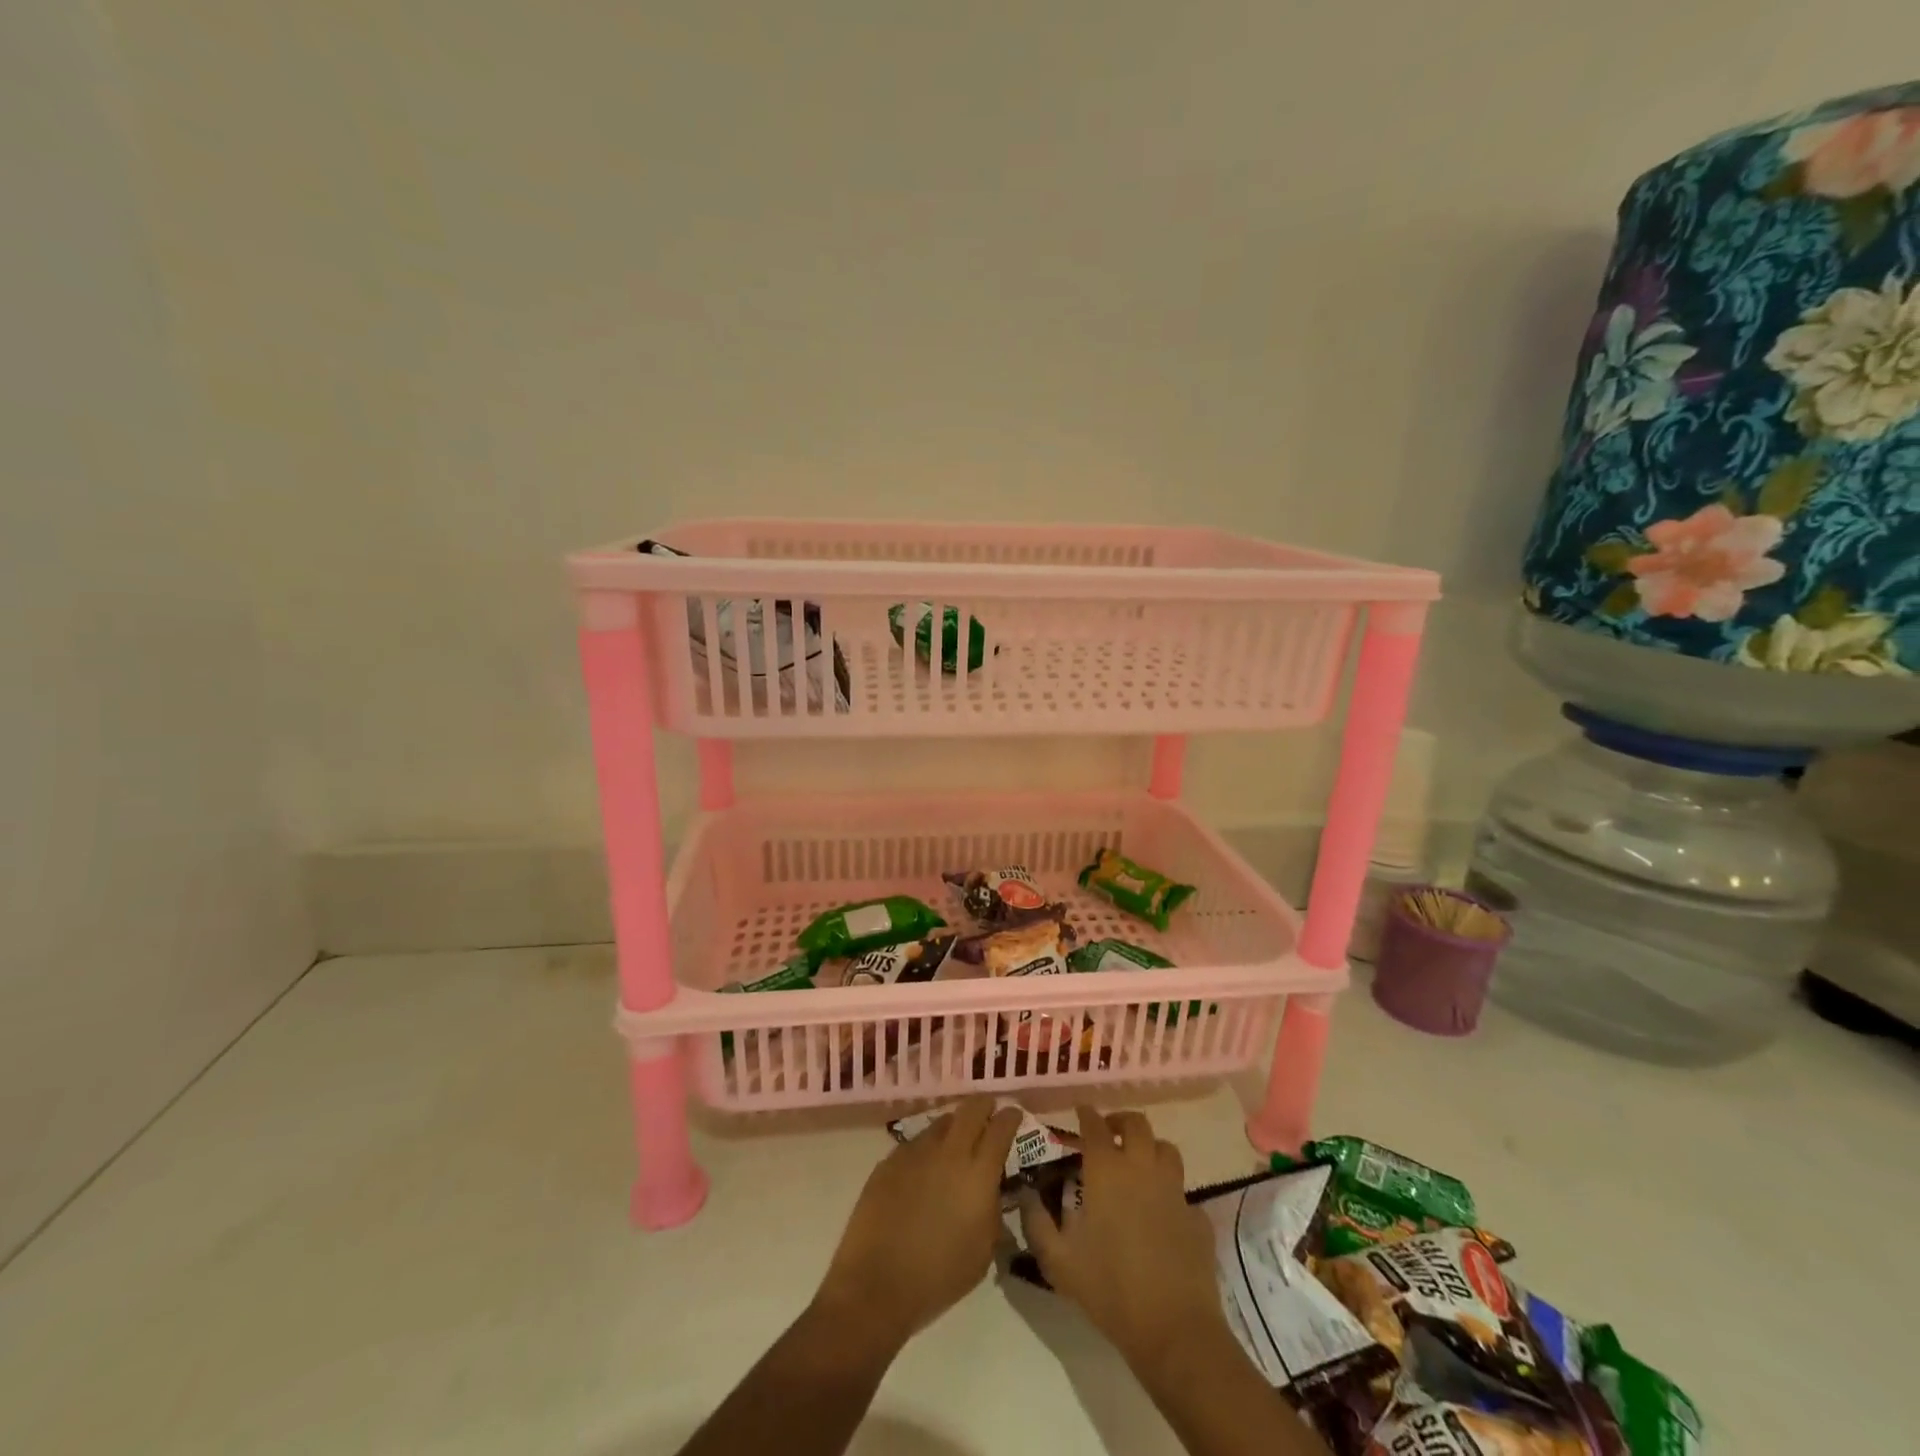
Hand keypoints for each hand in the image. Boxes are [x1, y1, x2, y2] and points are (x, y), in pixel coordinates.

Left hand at [815, 1096, 1021, 1352]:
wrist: (876, 1285)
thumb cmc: (939, 1277)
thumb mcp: (983, 1251)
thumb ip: (993, 1210)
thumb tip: (992, 1188)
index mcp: (978, 1174)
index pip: (1001, 1128)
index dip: (1010, 1117)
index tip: (1014, 1115)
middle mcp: (949, 1152)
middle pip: (972, 1109)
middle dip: (984, 1106)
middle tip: (989, 1115)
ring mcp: (916, 1151)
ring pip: (942, 1122)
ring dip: (954, 1126)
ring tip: (955, 1144)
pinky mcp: (890, 1159)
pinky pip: (916, 1143)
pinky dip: (928, 1149)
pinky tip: (925, 1170)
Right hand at [1018, 1106, 1225, 1375]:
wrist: (1173, 1329)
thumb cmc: (1109, 1289)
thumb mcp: (1058, 1261)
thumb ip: (1036, 1222)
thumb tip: (1027, 1193)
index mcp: (1107, 1171)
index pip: (1095, 1126)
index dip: (1086, 1114)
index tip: (1080, 1112)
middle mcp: (1142, 1168)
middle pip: (1137, 1124)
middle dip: (1120, 1121)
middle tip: (1109, 1133)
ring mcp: (1174, 1190)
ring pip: (1166, 1148)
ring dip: (1150, 1148)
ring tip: (1137, 1163)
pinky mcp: (1196, 1217)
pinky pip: (1183, 1191)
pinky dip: (1170, 1191)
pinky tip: (1161, 1211)